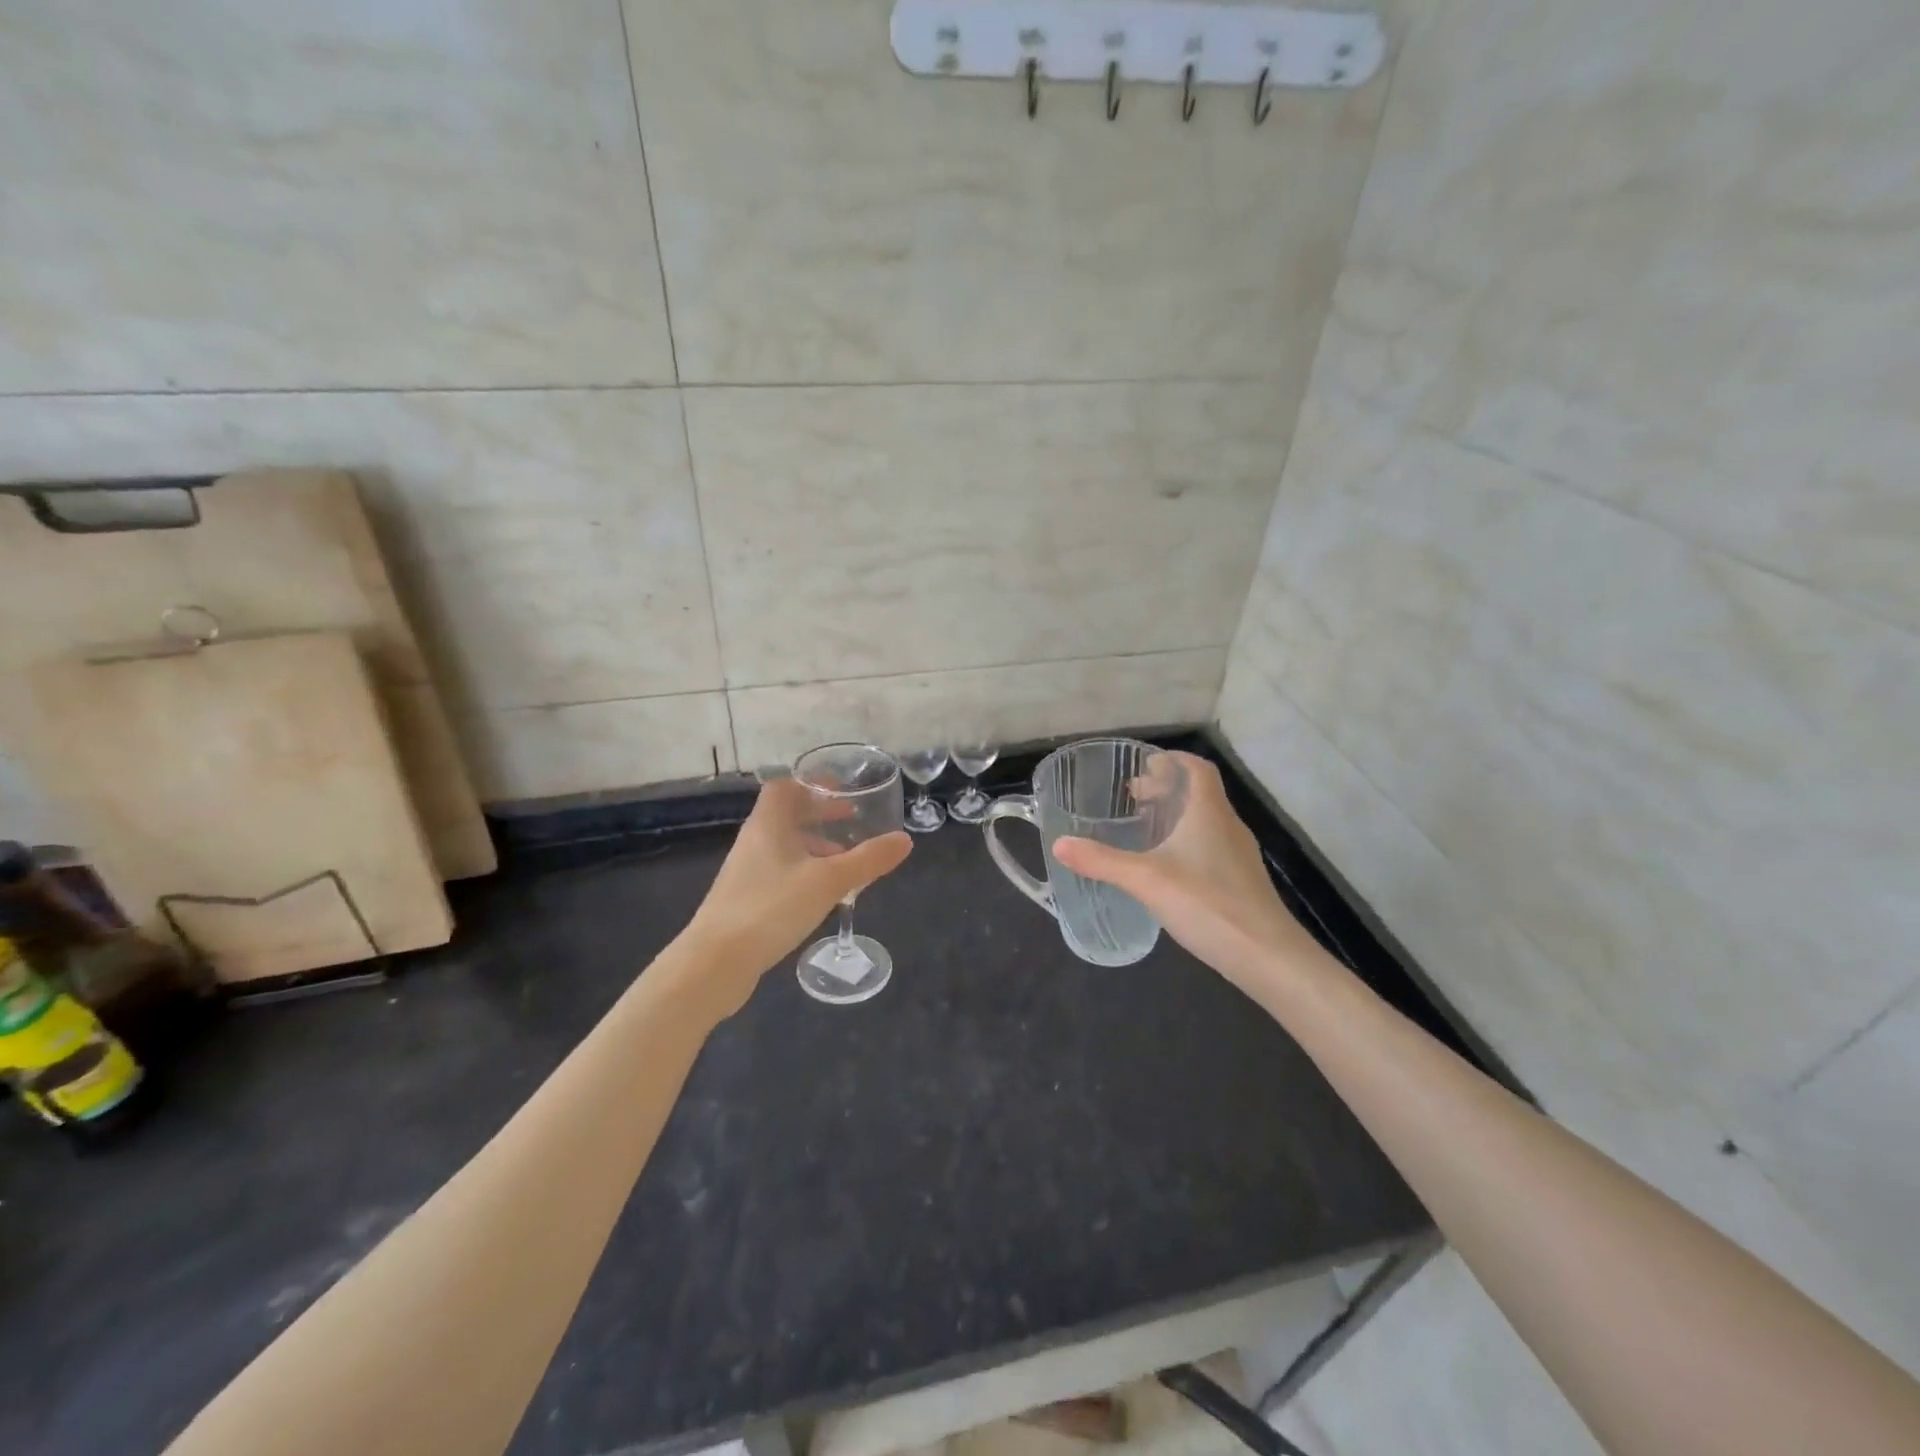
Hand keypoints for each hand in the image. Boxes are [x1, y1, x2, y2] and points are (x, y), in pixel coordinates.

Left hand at [683, 777, 911, 1011]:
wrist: (714, 963)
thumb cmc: (771, 908)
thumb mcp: (829, 881)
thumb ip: (868, 859)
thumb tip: (904, 840)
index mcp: (768, 825)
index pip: (784, 788)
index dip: (812, 785)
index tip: (841, 793)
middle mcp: (754, 841)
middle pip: (786, 816)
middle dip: (820, 816)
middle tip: (851, 823)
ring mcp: (746, 872)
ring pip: (784, 846)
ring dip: (813, 847)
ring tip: (844, 862)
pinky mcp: (744, 900)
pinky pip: (778, 873)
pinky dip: (803, 872)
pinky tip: (820, 896)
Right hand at [1051, 752, 1314, 995]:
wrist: (1266, 955)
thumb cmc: (1207, 903)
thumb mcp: (1145, 880)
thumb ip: (1101, 860)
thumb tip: (1059, 844)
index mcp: (1209, 813)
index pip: (1198, 768)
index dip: (1174, 760)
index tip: (1145, 764)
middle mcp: (1228, 826)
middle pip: (1200, 793)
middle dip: (1167, 788)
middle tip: (1133, 797)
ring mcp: (1239, 855)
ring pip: (1206, 821)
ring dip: (1177, 816)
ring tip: (1145, 829)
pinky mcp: (1241, 881)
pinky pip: (1211, 845)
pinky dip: (1187, 841)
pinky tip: (1168, 867)